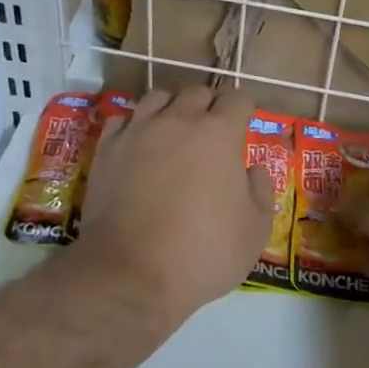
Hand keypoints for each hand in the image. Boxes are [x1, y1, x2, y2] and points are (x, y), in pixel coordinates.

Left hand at [75, 87, 274, 323]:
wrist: (130, 275)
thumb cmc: (202, 253)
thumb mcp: (255, 231)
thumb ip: (261, 190)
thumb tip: (252, 169)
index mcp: (219, 132)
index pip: (237, 98)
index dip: (244, 109)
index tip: (244, 125)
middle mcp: (179, 120)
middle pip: (197, 92)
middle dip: (209, 105)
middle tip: (212, 132)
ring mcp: (139, 130)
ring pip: (158, 96)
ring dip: (171, 107)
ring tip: (174, 130)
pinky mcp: (108, 148)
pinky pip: (123, 119)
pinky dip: (135, 125)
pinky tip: (138, 144)